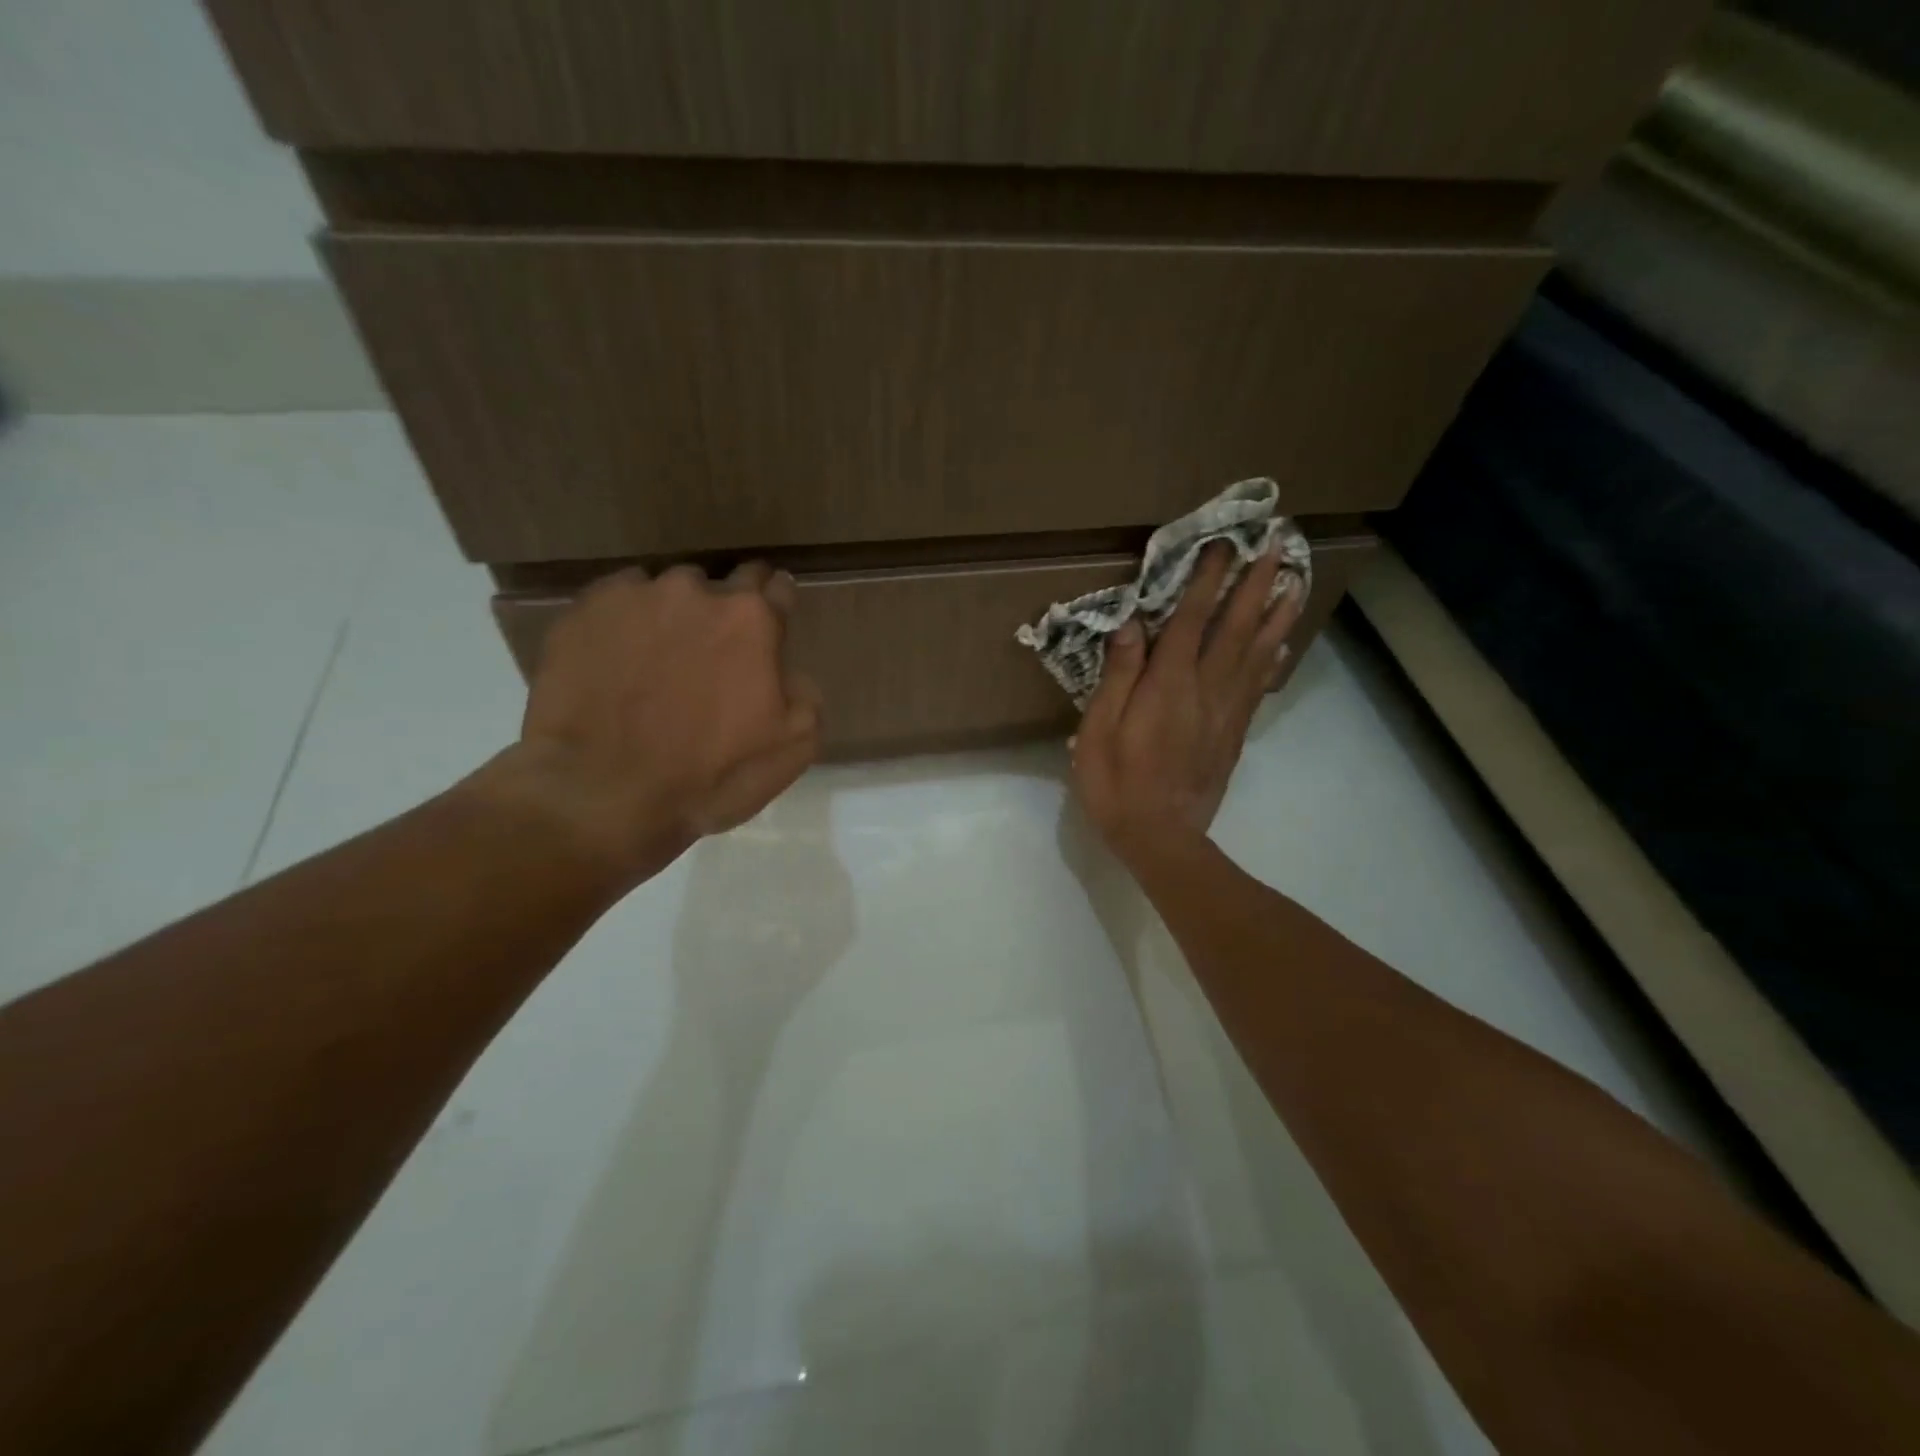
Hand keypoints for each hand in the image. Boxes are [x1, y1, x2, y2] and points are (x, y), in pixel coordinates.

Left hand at [487, 563, 821, 888]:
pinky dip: (625, 623)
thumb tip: (788, 673)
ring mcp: (634, 596)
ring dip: (674, 616)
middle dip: (725, 611)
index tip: (770, 622)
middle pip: (721, 585)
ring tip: (659, 661)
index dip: (776, 604)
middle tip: (715, 654)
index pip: (775, 586)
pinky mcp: (582, 612)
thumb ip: (804, 694)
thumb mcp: (793, 748)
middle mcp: (695, 591)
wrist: (603, 795)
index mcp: (752, 619)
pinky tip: (618, 662)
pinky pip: (616, 602)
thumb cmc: (710, 776)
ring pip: (667, 592)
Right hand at [1071, 542, 1304, 869]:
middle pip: (1236, 627)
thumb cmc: (1117, 784)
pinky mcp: (1234, 733)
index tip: (1224, 543)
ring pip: (1257, 652)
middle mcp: (1205, 689)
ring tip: (1296, 580)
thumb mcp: (1098, 731)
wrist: (1161, 839)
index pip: (1191, 620)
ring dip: (1277, 613)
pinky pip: (1258, 686)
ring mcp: (1226, 712)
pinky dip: (1272, 658)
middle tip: (1276, 544)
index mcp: (1168, 685)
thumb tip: (1132, 625)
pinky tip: (1282, 642)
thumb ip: (1117, 676)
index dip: (1207, 580)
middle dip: (1255, 583)